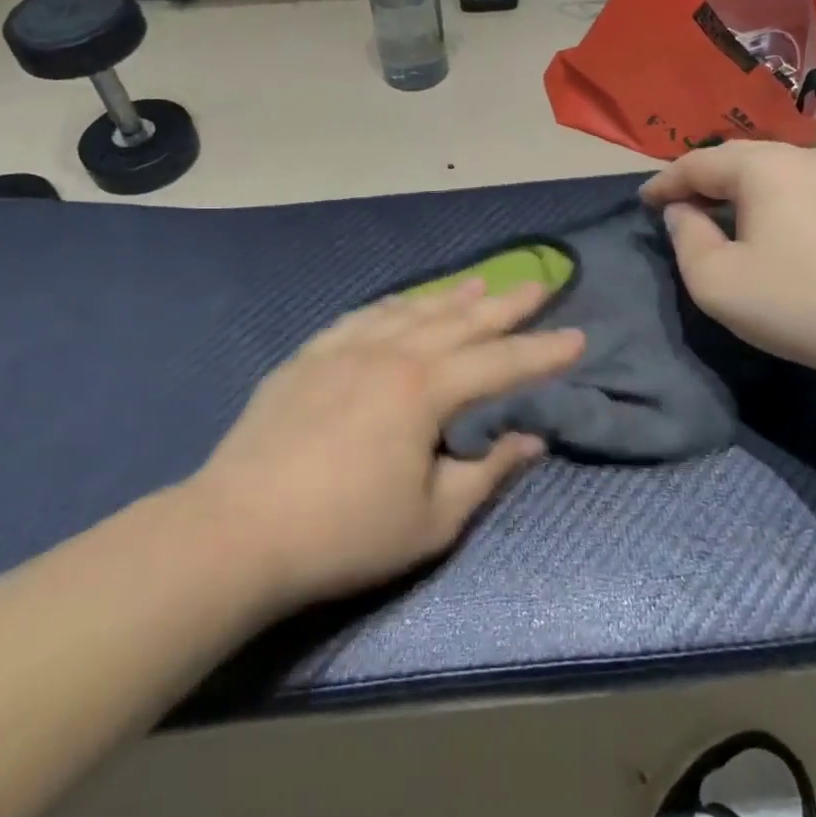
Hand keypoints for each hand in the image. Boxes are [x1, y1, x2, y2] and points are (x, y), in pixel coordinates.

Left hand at [190, 280, 584, 610]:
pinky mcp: (308, 357)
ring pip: (411, 311)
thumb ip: (487, 472)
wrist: (237, 530)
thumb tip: (531, 439)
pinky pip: (362, 317)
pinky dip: (393, 305)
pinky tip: (402, 302)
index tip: (578, 336)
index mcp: (425, 390)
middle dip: (505, 304)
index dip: (543, 351)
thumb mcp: (433, 519)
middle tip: (538, 283)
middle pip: (460, 321)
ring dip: (450, 297)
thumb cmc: (344, 533)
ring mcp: (344, 349)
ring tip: (480, 283)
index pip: (500, 362)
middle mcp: (390, 353)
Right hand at [641, 142, 815, 382]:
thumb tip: (682, 213)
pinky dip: (762, 201)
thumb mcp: (717, 280)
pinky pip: (791, 189)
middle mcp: (798, 158)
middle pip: (733, 159)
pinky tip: (760, 229)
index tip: (641, 202)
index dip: (663, 183)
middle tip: (673, 206)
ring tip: (712, 216)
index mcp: (760, 166)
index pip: (696, 163)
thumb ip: (686, 239)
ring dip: (732, 190)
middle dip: (697, 180)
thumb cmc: (798, 299)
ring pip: (766, 172)